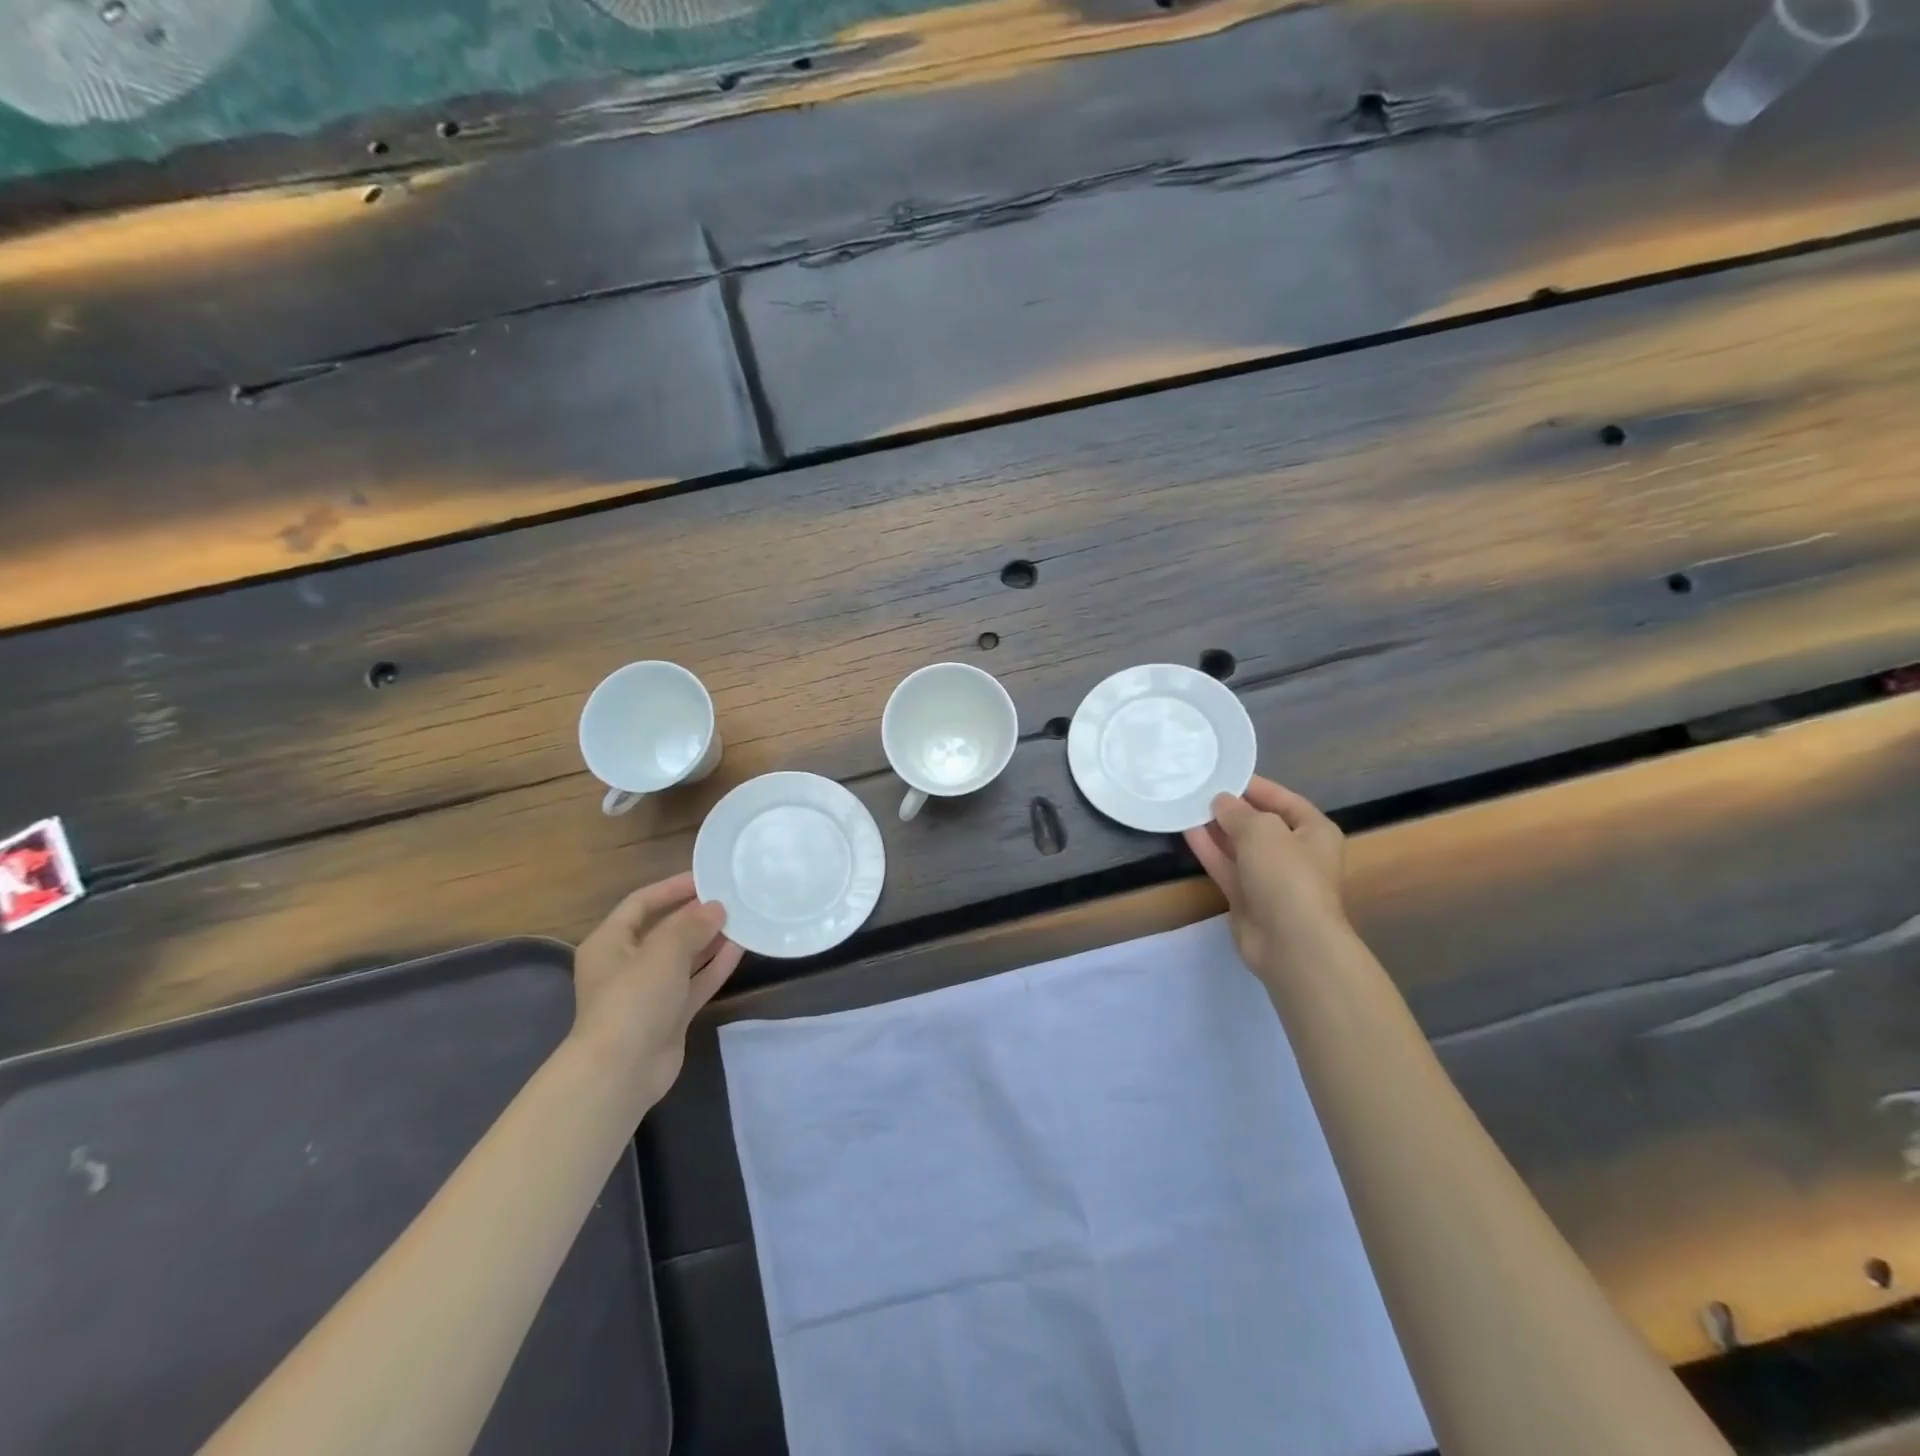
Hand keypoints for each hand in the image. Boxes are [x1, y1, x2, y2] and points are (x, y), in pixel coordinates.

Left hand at [570, 873, 743, 1111]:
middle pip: (664, 930)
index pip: (641, 903)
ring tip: (742, 918)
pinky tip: (741, 949)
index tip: (706, 877)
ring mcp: (649, 991)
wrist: (621, 1072)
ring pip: (683, 957)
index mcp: (609, 942)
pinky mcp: (669, 1014)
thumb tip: (716, 907)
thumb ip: (692, 925)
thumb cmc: (633, 1000)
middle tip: (731, 897)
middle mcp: (626, 963)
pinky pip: (695, 982)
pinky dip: (714, 966)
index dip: (672, 888)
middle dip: (695, 914)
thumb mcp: (663, 952)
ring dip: (709, 939)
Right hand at [1183, 777, 1348, 986]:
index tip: (1224, 774)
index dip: (1255, 786)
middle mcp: (1296, 852)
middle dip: (1232, 808)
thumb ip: (1237, 812)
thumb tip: (1220, 801)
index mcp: (1314, 831)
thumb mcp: (1261, 830)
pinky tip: (1186, 831)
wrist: (1289, 942)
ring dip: (1216, 828)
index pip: (1284, 800)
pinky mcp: (1248, 898)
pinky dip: (1209, 850)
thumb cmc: (1287, 875)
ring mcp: (1271, 878)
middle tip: (1199, 789)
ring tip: (1187, 805)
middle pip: (1260, 823)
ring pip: (1240, 846)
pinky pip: (1227, 866)